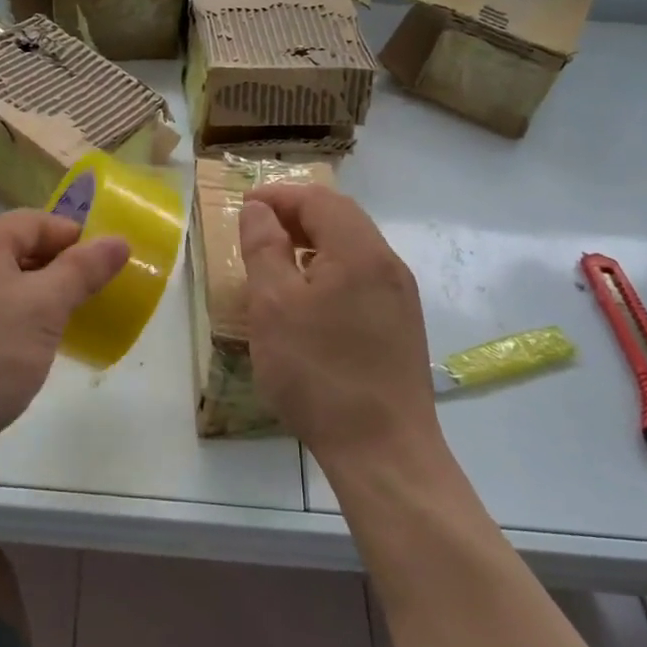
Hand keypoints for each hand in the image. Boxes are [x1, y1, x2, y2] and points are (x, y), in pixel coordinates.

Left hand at [0, 211, 128, 497]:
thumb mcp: (44, 308)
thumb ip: (82, 270)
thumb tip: (118, 241)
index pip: (34, 222)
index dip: (75, 238)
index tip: (106, 266)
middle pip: (13, 251)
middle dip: (55, 270)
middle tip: (90, 298)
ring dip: (33, 300)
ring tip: (63, 326)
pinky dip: (8, 325)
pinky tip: (23, 353)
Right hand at [239, 185, 440, 469]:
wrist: (384, 451)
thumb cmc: (318, 373)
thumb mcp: (274, 307)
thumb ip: (264, 249)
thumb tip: (259, 210)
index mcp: (359, 251)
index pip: (318, 199)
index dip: (279, 196)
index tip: (244, 205)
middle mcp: (388, 264)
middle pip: (341, 218)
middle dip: (297, 214)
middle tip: (258, 229)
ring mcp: (400, 296)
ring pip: (353, 248)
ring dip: (314, 242)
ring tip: (278, 261)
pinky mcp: (402, 325)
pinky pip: (363, 276)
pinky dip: (331, 269)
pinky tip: (309, 299)